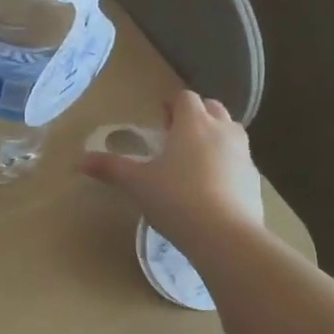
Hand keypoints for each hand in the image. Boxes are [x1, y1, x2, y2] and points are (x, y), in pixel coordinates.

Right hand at [80, 90, 264, 252]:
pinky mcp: (255, 180)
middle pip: (212, 109)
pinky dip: (226, 164)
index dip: (171, 104)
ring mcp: (243, 155)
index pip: (185, 98)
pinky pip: (239, 161)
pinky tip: (211, 186)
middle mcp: (222, 131)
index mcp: (193, 123)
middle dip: (195, 115)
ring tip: (194, 159)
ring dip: (214, 137)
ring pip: (231, 132)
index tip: (160, 118)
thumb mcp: (136, 183)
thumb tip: (78, 161)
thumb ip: (109, 168)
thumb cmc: (175, 198)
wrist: (225, 236)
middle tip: (176, 135)